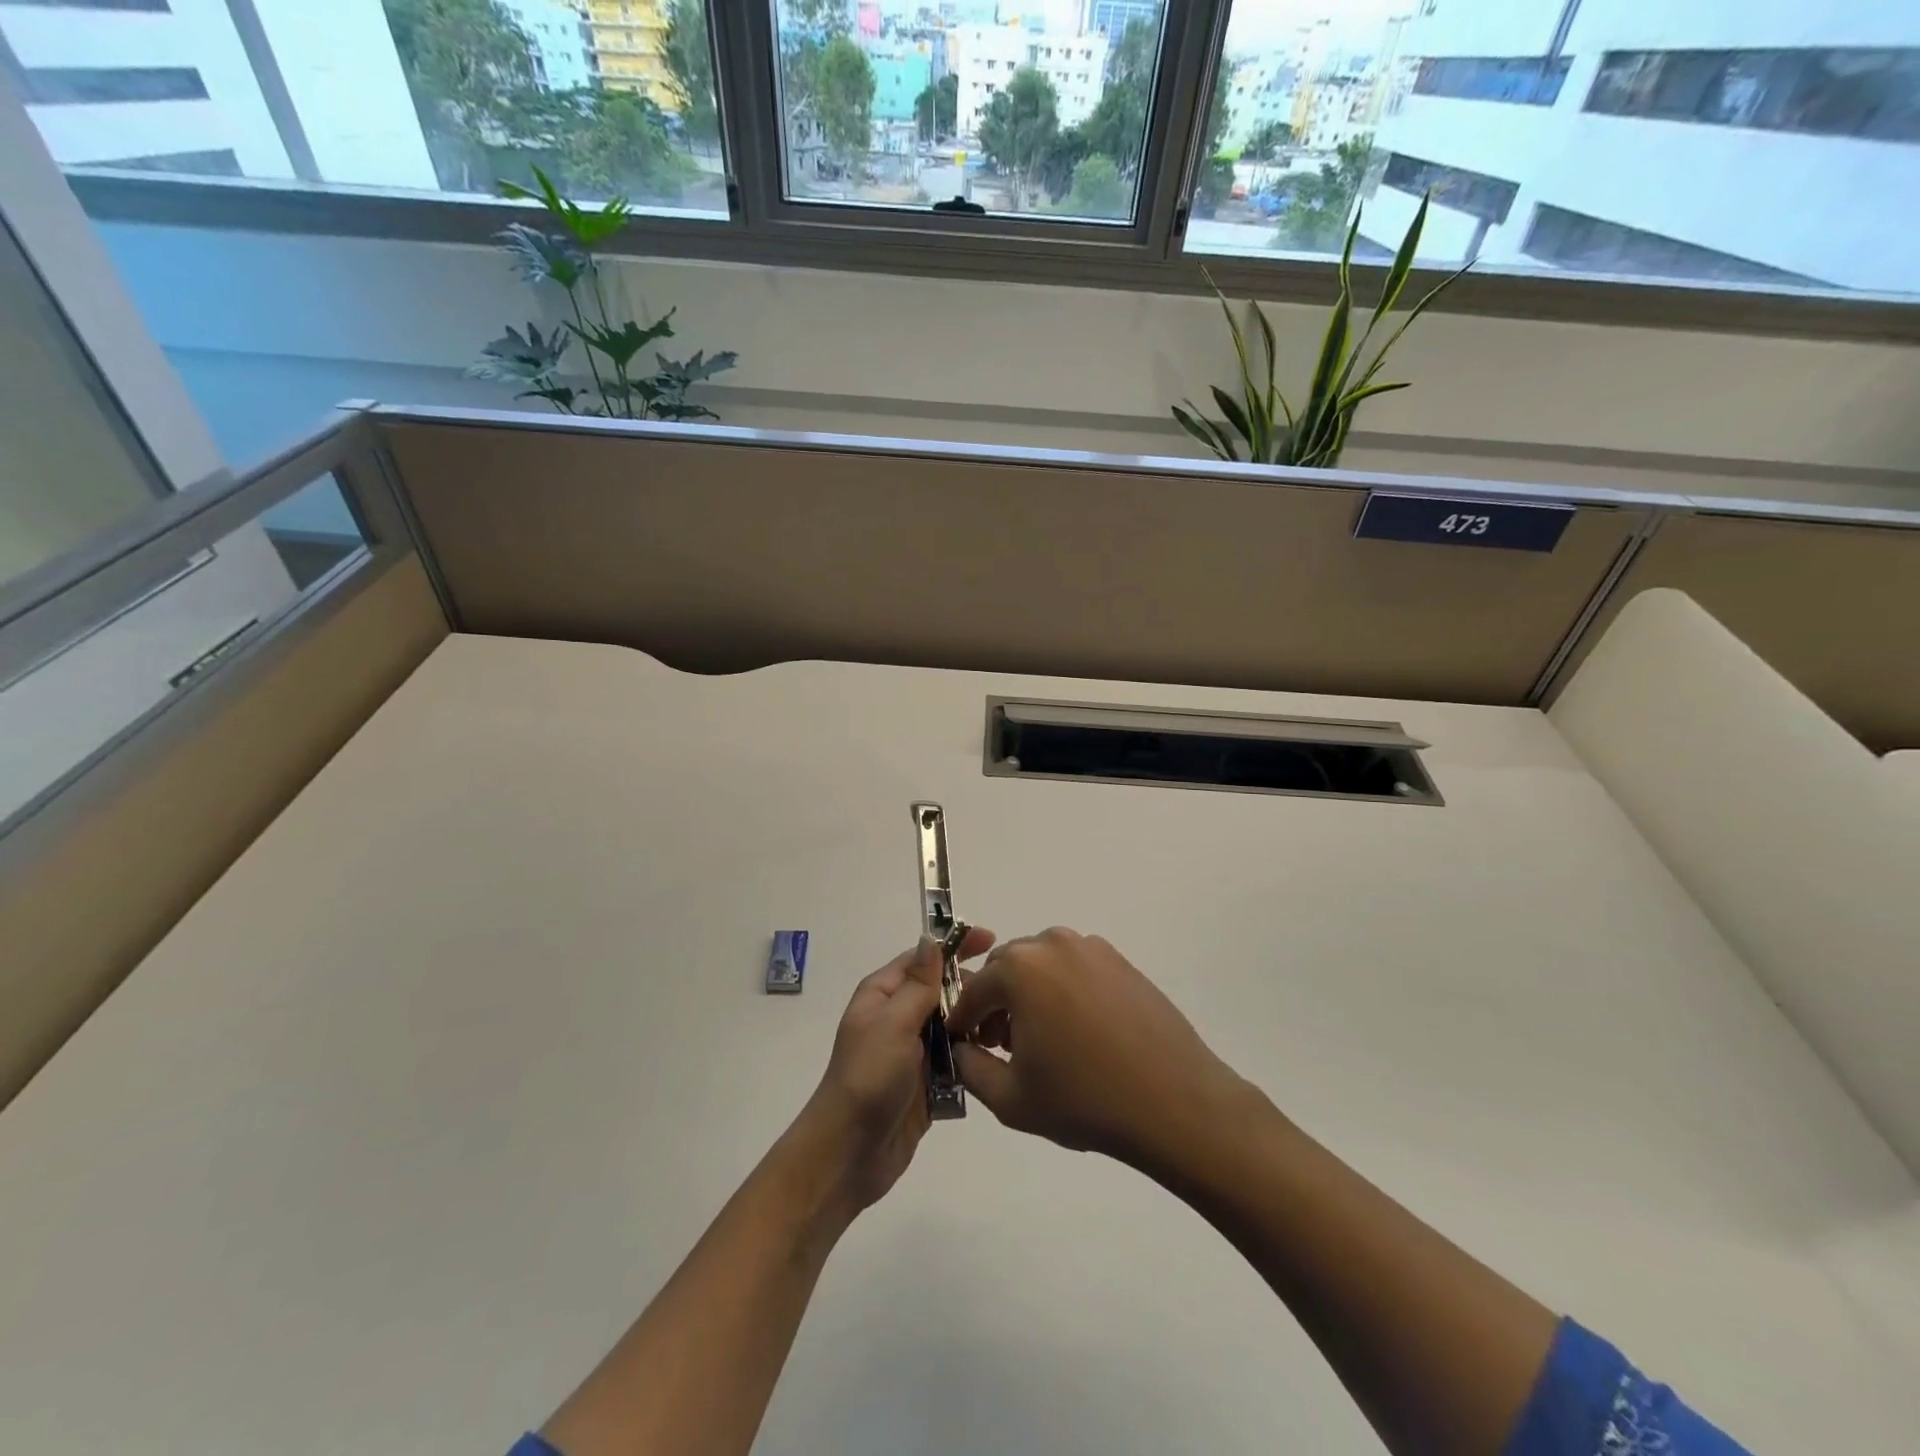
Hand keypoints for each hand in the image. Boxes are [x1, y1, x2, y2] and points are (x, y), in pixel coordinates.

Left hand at [796, 928, 996, 1214]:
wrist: (850, 1153)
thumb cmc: (868, 1076)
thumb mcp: (893, 1022)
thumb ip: (918, 983)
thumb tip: (931, 938)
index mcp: (883, 994)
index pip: (924, 958)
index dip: (955, 947)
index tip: (992, 940)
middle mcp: (898, 1017)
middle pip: (943, 991)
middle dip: (973, 989)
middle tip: (1007, 999)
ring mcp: (913, 1051)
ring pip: (954, 1025)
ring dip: (977, 1024)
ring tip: (1006, 1031)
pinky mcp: (928, 1083)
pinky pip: (957, 1060)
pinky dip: (974, 1056)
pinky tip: (999, 1057)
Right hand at [947, 928, 1247, 1172]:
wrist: (1175, 1102)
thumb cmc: (1085, 1100)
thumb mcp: (1010, 1097)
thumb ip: (969, 1067)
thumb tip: (961, 1048)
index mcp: (1020, 969)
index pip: (973, 990)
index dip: (962, 1020)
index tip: (964, 1046)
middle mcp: (1052, 943)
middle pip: (1006, 969)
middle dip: (996, 1003)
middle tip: (1003, 1046)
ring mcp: (1091, 948)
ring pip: (1040, 965)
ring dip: (1029, 994)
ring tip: (1043, 1041)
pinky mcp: (1120, 960)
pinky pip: (1074, 968)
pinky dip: (1063, 991)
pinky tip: (1079, 1032)